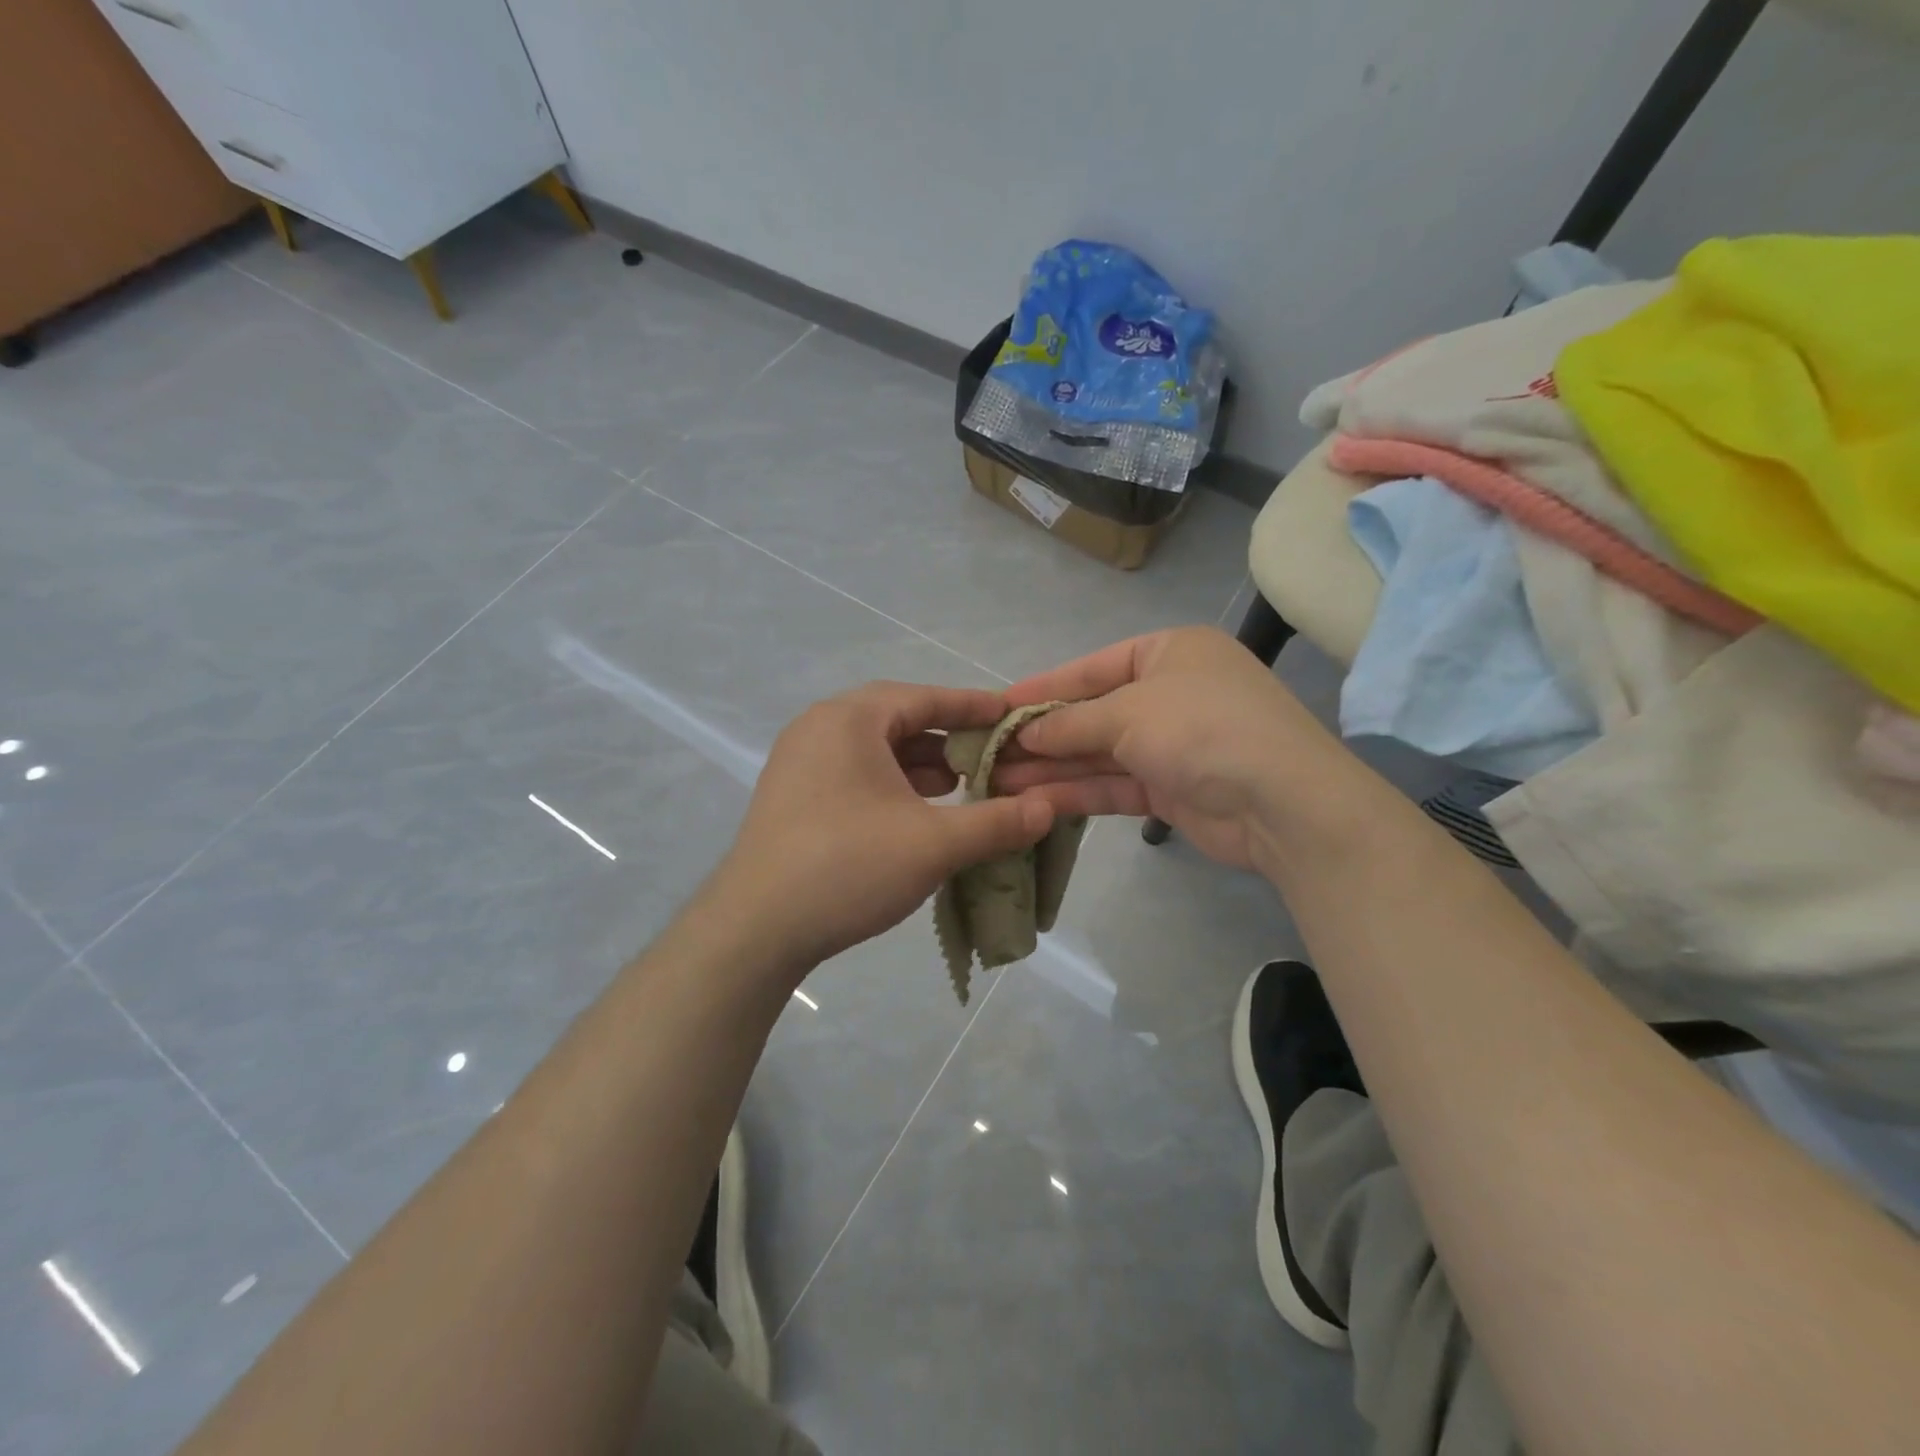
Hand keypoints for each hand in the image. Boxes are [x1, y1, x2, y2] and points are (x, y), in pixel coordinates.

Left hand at [706, 682, 1054, 973]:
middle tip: (992, 759)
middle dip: (949, 740)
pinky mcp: (792, 797)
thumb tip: (1050, 807)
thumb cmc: (847, 867)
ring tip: (963, 787)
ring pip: (875, 751)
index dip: (974, 706)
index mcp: (849, 719)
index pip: (925, 697)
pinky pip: (854, 774)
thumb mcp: (933, 844)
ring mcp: (800, 763)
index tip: (1012, 716)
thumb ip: (996, 823)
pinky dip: (892, 785)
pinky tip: (917, 813)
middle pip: (899, 721)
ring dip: (921, 766)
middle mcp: (819, 728)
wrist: (754, 930)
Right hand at [994, 626, 1359, 872]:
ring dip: (1052, 767)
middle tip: (990, 751)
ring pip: (1099, 753)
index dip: (1043, 687)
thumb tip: (1025, 733)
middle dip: (1043, 734)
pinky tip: (1035, 799)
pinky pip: (1114, 784)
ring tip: (998, 780)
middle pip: (1093, 712)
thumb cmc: (1202, 728)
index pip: (1092, 667)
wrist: (1281, 802)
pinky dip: (1078, 791)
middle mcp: (1170, 693)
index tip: (997, 705)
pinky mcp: (1170, 788)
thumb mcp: (1129, 712)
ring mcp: (1171, 743)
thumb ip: (1071, 723)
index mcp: (1169, 652)